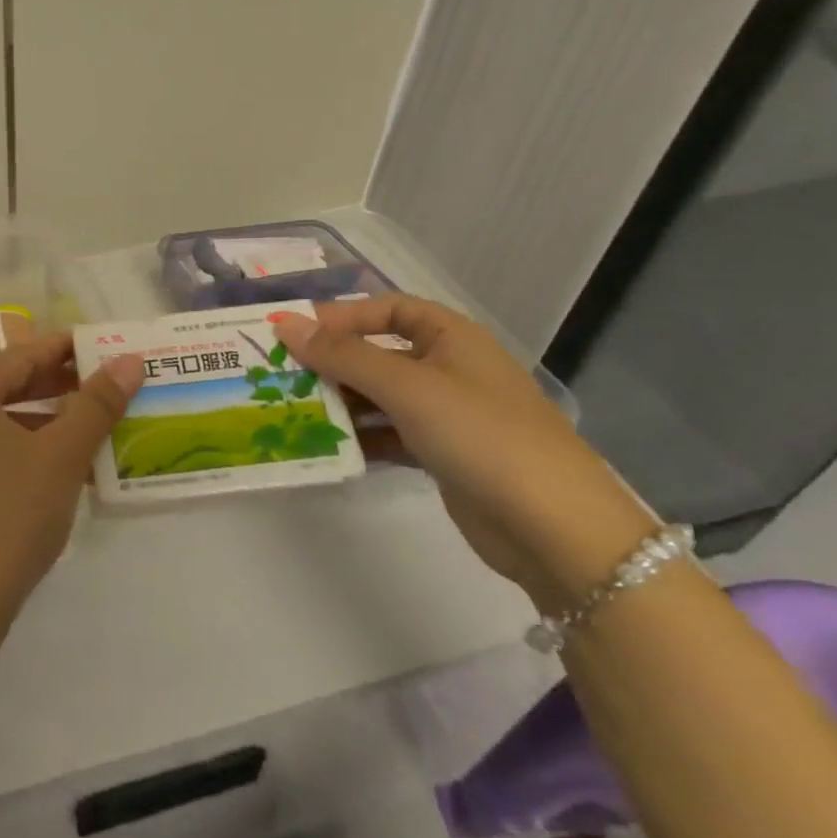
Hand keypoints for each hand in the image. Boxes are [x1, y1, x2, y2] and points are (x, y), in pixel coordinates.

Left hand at [0, 333, 144, 636]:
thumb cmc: (7, 516)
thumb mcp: (61, 456)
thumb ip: (96, 404)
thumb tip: (130, 360)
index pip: (24, 353)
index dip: (70, 347)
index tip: (111, 348)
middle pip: (11, 384)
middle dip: (63, 386)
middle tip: (111, 388)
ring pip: (4, 421)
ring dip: (50, 423)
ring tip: (96, 430)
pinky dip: (29, 452)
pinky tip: (64, 473)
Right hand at [272, 298, 651, 600]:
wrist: (555, 529)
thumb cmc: (480, 434)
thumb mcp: (406, 386)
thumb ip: (342, 355)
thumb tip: (284, 325)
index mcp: (451, 338)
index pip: (388, 309)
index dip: (342, 316)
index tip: (296, 333)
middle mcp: (448, 368)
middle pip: (378, 352)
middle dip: (332, 362)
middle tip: (281, 376)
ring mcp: (447, 414)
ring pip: (379, 396)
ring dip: (340, 402)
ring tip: (293, 411)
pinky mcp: (442, 455)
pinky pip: (389, 433)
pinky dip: (359, 436)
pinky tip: (326, 446)